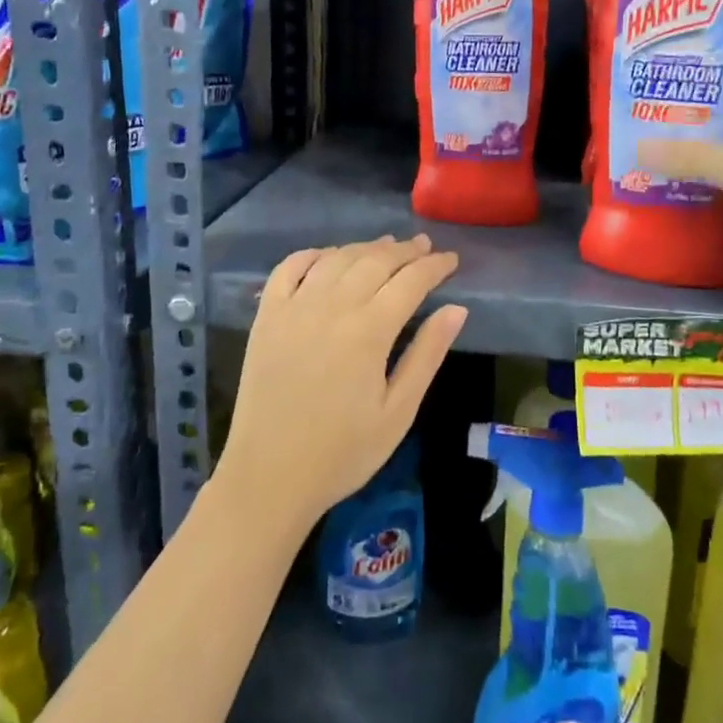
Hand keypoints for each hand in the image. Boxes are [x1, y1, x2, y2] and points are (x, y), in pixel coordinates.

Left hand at [217, 235, 467, 533]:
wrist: (269, 476)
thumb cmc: (342, 452)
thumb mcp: (398, 412)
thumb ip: (427, 355)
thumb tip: (456, 309)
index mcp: (369, 331)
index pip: (410, 281)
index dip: (435, 267)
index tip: (452, 260)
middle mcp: (331, 307)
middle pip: (375, 261)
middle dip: (405, 251)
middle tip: (425, 247)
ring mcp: (294, 307)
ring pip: (336, 258)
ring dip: (365, 247)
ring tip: (387, 246)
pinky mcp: (266, 316)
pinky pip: (289, 268)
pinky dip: (312, 254)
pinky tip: (328, 256)